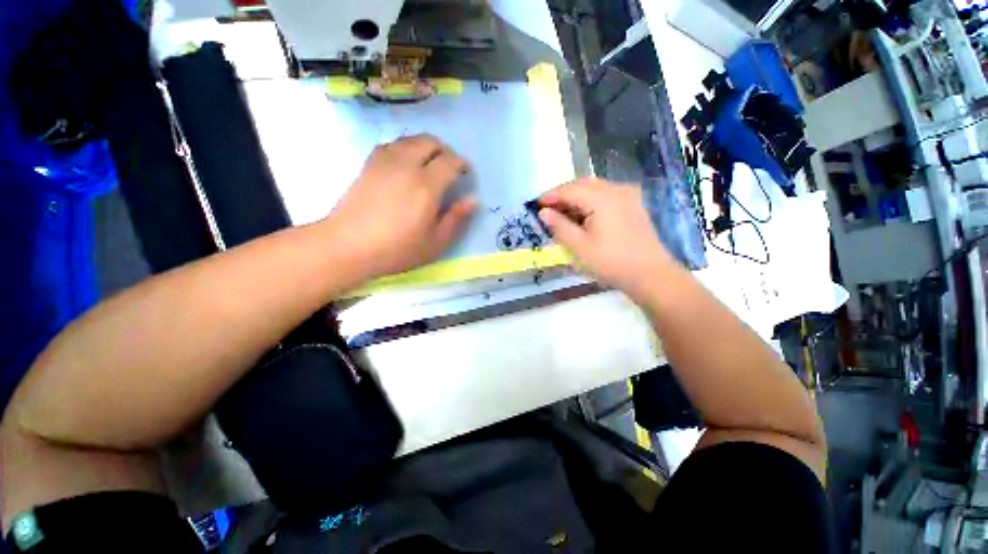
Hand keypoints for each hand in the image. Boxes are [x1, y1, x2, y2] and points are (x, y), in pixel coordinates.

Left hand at [323, 134, 476, 278]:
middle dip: (445, 151)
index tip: (466, 175)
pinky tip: (405, 165)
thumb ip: (456, 219)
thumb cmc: (396, 249)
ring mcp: (385, 162)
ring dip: (426, 147)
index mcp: (427, 186)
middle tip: (450, 168)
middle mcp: (407, 166)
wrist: (347, 246)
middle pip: (430, 141)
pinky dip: (405, 148)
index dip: (462, 164)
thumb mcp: (435, 243)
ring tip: (429, 165)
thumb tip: (473, 200)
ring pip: (411, 139)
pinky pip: (392, 145)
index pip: (450, 161)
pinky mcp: (369, 164)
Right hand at [538, 178, 674, 301]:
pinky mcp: (633, 204)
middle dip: (563, 195)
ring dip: (576, 197)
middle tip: (547, 210)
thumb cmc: (611, 262)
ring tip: (562, 214)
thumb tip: (543, 212)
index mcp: (602, 199)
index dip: (551, 196)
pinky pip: (606, 194)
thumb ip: (559, 226)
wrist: (650, 274)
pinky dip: (590, 200)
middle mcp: (616, 190)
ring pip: (594, 188)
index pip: (570, 190)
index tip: (535, 205)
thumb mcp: (579, 247)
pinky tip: (583, 215)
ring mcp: (628, 195)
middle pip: (583, 184)